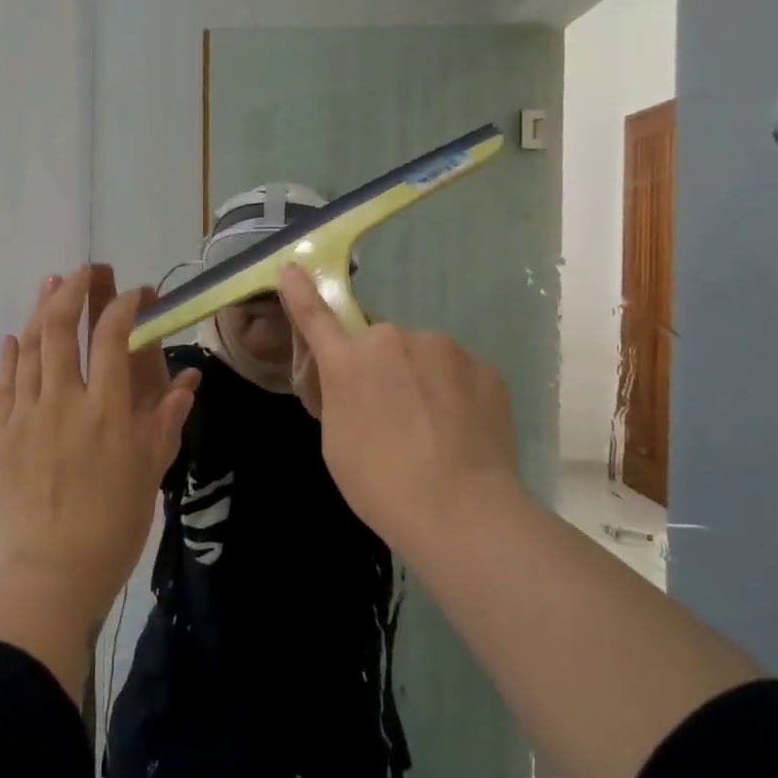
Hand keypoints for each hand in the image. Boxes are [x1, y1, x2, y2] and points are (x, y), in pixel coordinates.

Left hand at [0, 265, 200, 634]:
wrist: (47, 575)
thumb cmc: (110, 528)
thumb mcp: (149, 473)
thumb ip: (165, 419)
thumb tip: (189, 378)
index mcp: (106, 409)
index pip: (112, 336)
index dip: (124, 304)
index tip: (135, 293)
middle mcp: (62, 400)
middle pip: (61, 327)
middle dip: (74, 290)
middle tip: (85, 270)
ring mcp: (24, 415)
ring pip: (29, 347)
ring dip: (40, 310)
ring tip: (51, 284)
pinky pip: (3, 384)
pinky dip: (10, 355)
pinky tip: (14, 338)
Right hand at [277, 263, 525, 555]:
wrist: (462, 511)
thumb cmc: (381, 484)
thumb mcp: (336, 442)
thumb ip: (339, 395)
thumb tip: (354, 380)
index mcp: (349, 361)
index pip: (316, 317)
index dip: (301, 292)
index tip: (292, 267)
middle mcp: (394, 340)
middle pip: (379, 342)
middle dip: (379, 366)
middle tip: (390, 413)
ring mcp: (444, 349)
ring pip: (422, 354)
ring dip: (419, 377)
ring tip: (432, 428)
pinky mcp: (484, 367)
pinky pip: (457, 371)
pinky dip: (453, 392)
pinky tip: (459, 430)